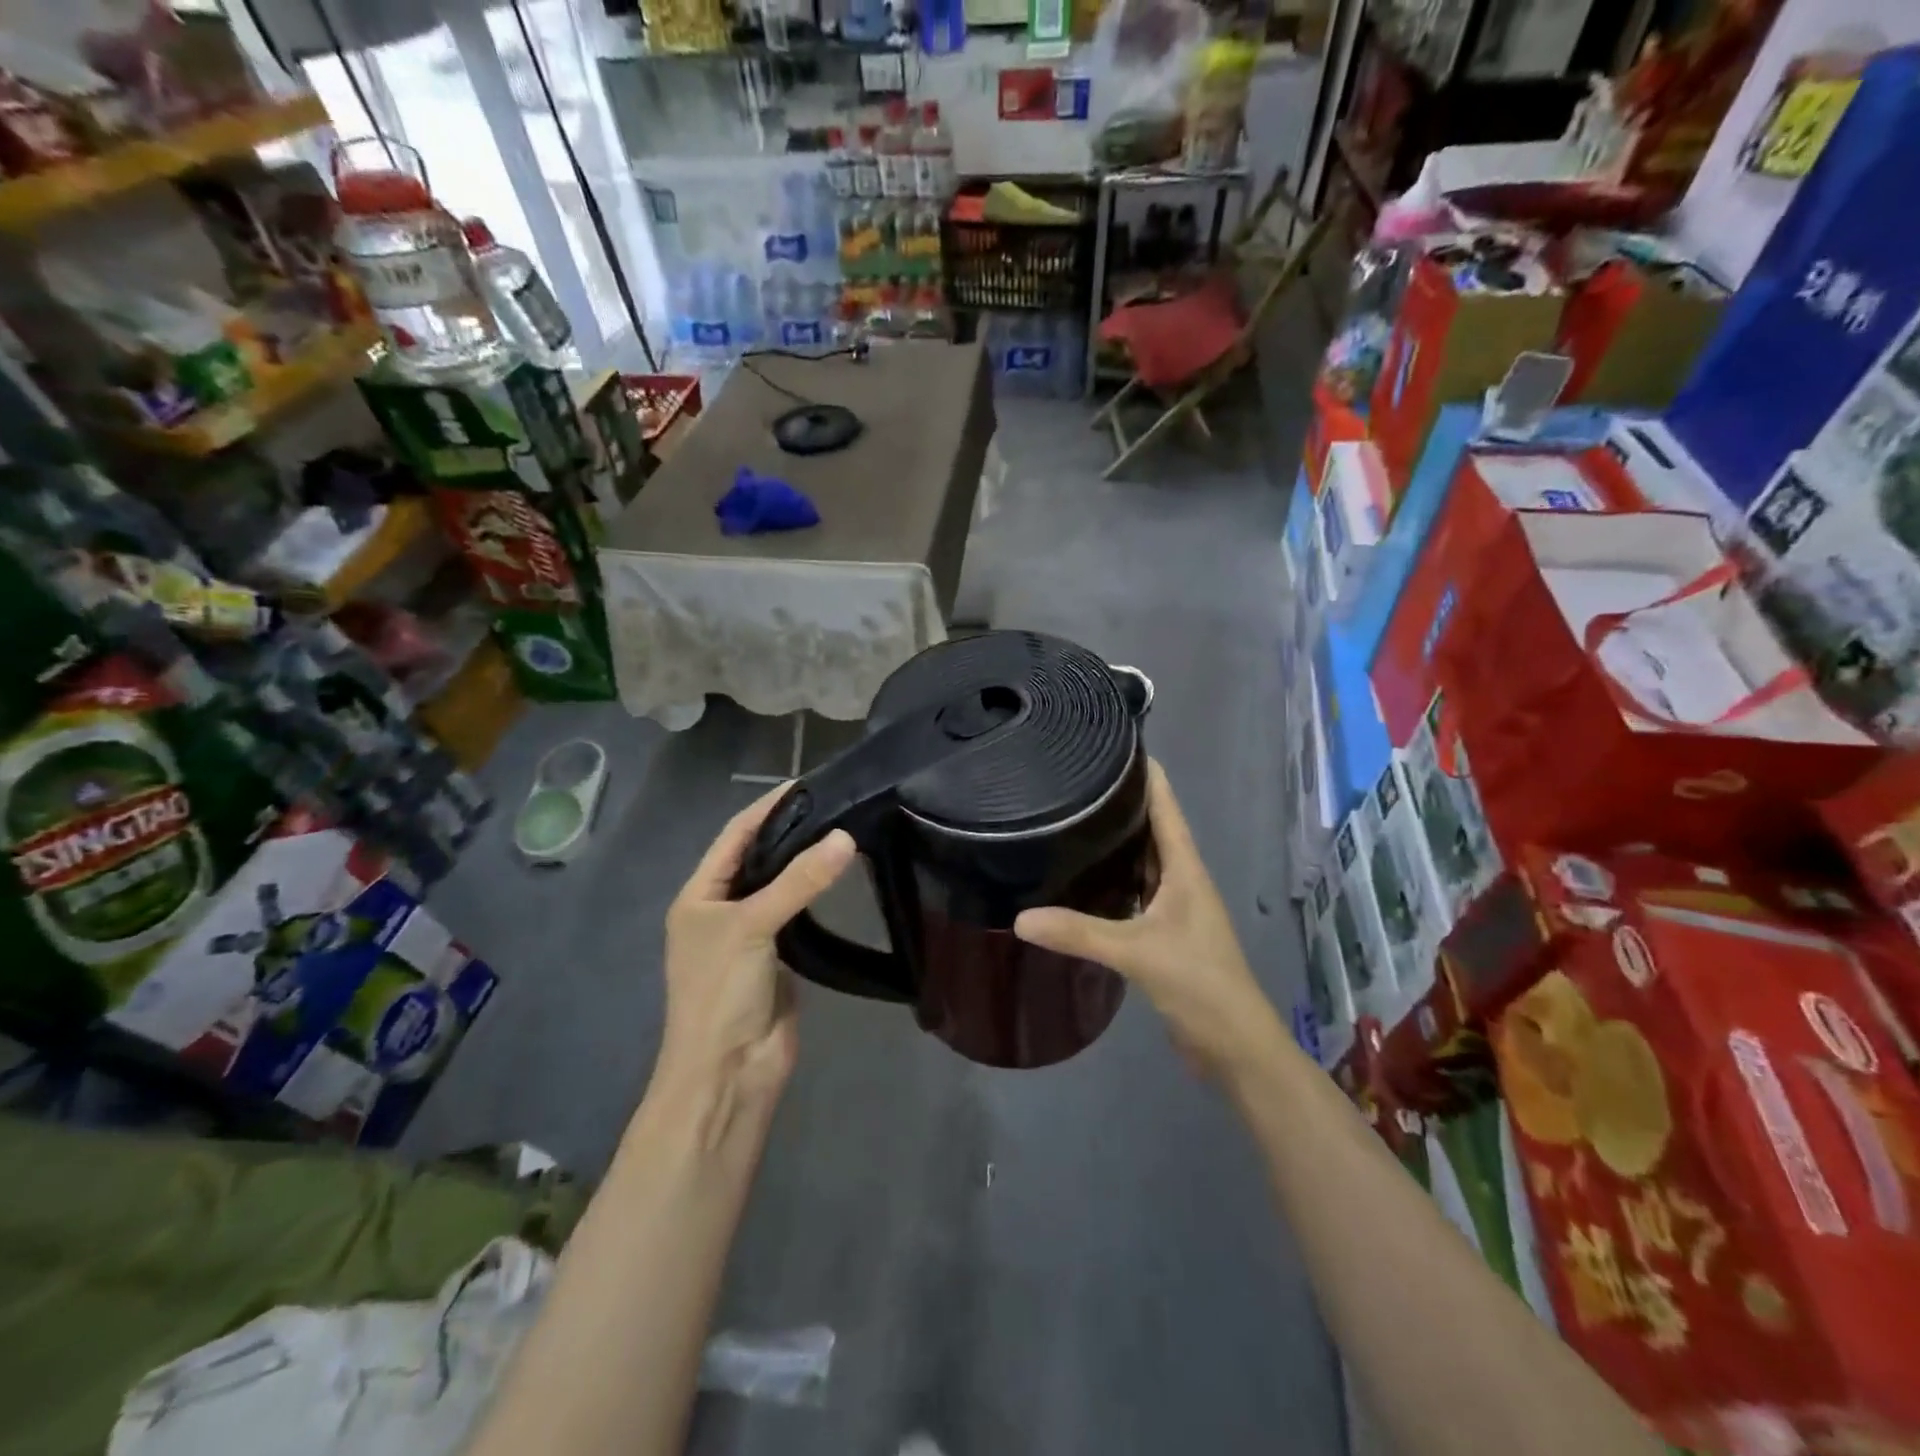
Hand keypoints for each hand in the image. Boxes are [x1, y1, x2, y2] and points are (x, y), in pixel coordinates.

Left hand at [657, 785, 855, 1104]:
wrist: (729, 1072)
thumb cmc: (722, 992)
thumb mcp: (752, 926)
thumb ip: (798, 881)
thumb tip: (846, 837)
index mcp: (699, 896)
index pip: (734, 836)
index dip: (765, 809)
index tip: (805, 783)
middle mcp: (722, 910)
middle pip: (758, 858)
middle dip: (791, 831)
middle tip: (837, 804)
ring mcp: (752, 935)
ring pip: (781, 886)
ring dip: (806, 863)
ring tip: (845, 831)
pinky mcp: (780, 958)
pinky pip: (799, 915)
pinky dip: (817, 895)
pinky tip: (841, 877)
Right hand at [1014, 760, 1280, 1077]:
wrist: (1236, 1047)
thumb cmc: (1199, 984)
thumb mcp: (1137, 953)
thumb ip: (1080, 933)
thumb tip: (1018, 918)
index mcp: (1185, 869)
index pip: (1165, 806)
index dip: (1145, 772)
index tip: (1111, 743)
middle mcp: (1181, 879)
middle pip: (1152, 828)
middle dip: (1120, 801)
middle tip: (1074, 778)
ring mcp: (1174, 907)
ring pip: (1142, 861)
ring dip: (1116, 841)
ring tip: (1071, 818)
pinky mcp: (1163, 934)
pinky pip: (1134, 892)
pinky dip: (1112, 880)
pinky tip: (1082, 878)